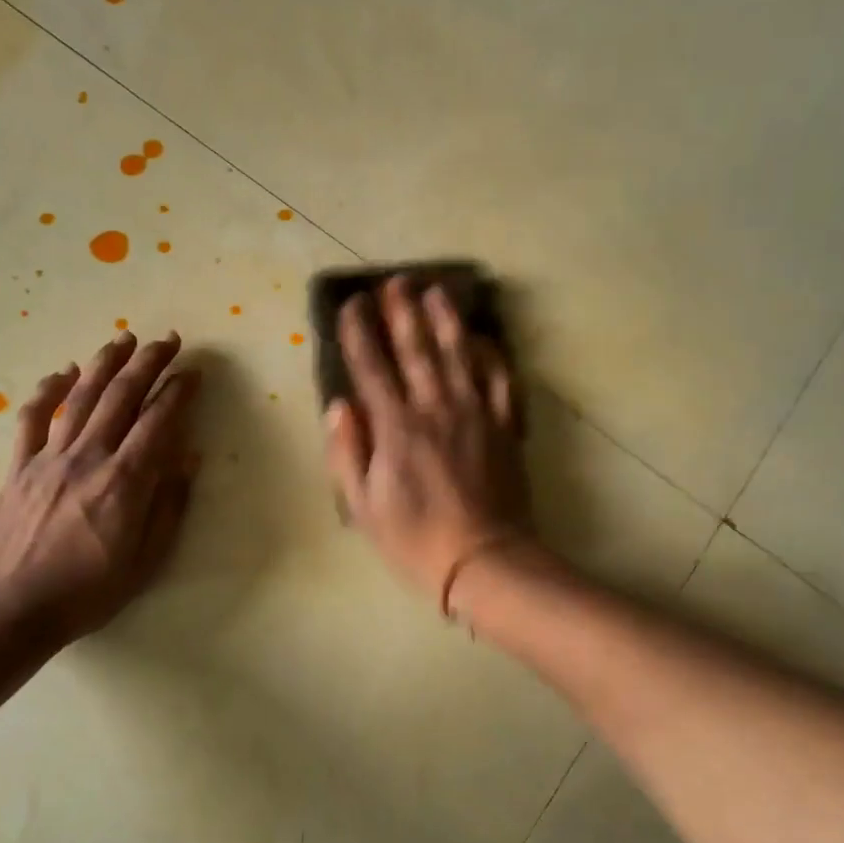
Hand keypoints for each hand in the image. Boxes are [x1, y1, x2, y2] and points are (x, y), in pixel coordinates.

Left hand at [0, 330, 199, 646]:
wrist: (13, 608)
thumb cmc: (89, 591)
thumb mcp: (147, 559)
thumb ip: (170, 504)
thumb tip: (189, 456)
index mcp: (126, 481)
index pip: (158, 421)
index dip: (179, 391)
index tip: (193, 373)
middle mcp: (89, 457)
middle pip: (122, 396)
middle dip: (148, 363)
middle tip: (167, 340)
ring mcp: (49, 457)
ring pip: (81, 397)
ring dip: (105, 363)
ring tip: (124, 339)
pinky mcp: (18, 466)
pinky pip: (33, 417)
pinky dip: (48, 389)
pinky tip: (63, 371)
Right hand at [325, 278, 528, 606]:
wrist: (485, 560)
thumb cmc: (415, 540)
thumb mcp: (364, 507)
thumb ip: (348, 452)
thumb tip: (339, 406)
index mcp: (395, 428)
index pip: (371, 367)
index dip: (359, 332)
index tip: (352, 304)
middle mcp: (434, 409)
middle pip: (416, 349)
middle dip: (402, 311)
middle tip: (394, 282)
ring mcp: (475, 413)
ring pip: (458, 354)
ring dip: (445, 319)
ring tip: (436, 290)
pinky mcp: (504, 426)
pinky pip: (499, 379)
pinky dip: (490, 354)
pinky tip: (482, 338)